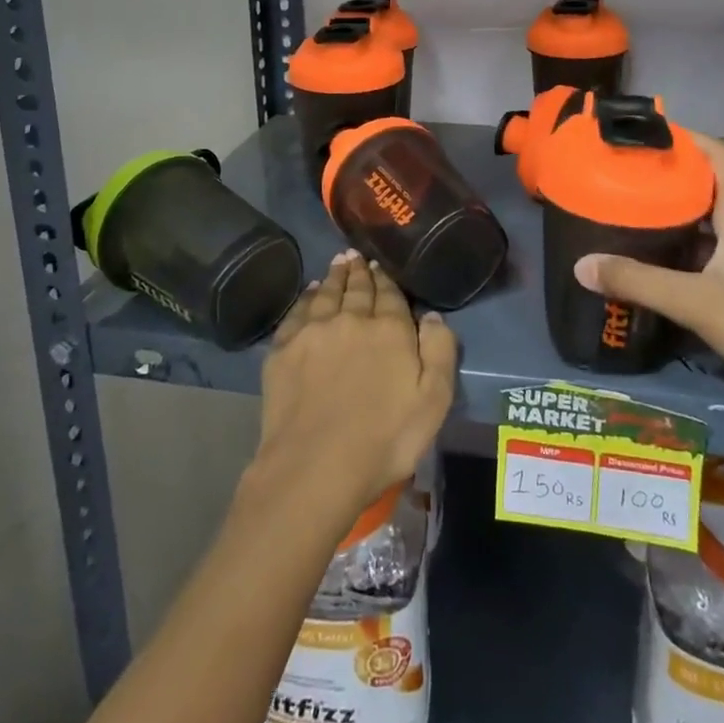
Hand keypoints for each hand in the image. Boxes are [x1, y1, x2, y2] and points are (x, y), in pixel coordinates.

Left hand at [254, 252, 458, 520]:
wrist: (316, 466)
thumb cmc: (384, 439)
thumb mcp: (433, 401)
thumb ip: (440, 351)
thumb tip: (433, 315)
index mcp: (389, 329)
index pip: (389, 294)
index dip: (386, 279)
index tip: (381, 266)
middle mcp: (350, 319)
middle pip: (356, 288)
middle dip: (359, 271)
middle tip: (357, 256)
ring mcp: (312, 332)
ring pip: (327, 294)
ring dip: (334, 277)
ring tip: (338, 263)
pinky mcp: (283, 350)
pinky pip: (296, 313)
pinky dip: (306, 298)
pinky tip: (310, 293)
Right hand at [574, 136, 723, 441]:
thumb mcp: (697, 302)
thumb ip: (638, 281)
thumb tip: (580, 264)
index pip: (721, 157)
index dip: (688, 137)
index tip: (645, 133)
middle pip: (706, 191)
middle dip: (666, 179)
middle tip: (619, 175)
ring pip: (701, 231)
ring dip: (668, 221)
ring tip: (622, 214)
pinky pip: (701, 266)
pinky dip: (673, 260)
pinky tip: (643, 267)